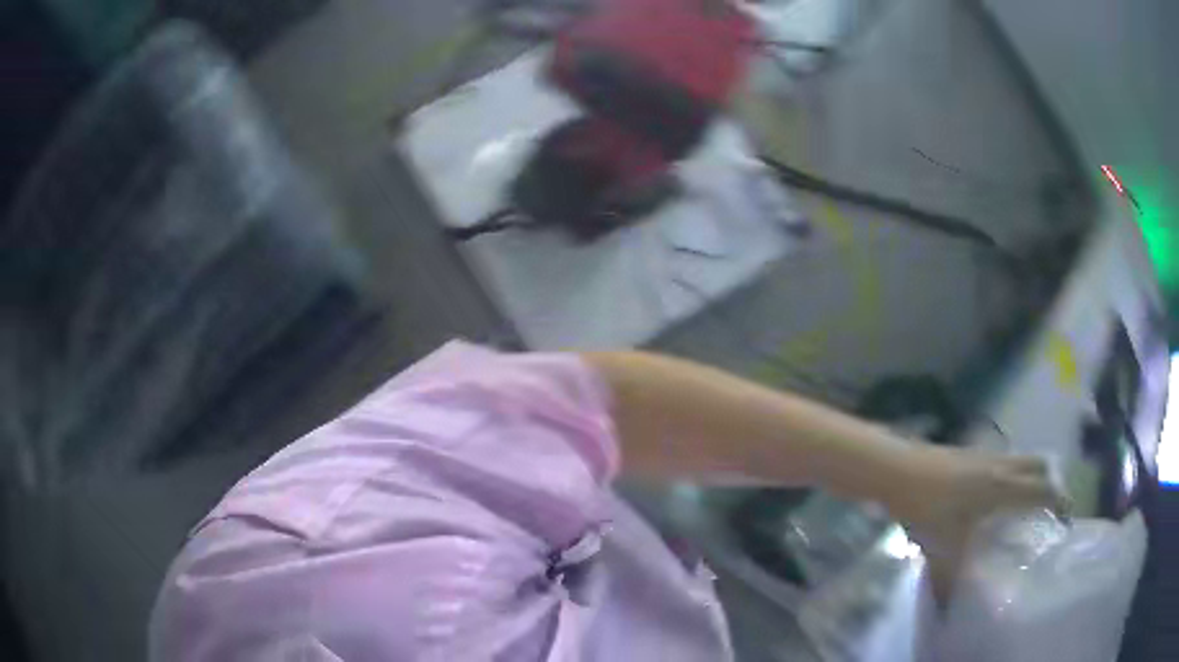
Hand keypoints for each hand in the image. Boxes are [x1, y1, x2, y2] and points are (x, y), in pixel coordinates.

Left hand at [885, 445, 1065, 602]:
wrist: (899, 470)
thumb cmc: (928, 509)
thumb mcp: (942, 551)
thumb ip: (948, 583)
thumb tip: (949, 612)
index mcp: (1003, 488)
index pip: (1043, 489)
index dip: (1059, 500)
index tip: (1067, 516)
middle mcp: (1002, 466)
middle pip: (1040, 464)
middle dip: (1052, 482)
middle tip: (1051, 507)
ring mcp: (987, 455)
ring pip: (1023, 459)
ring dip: (1033, 475)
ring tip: (1029, 503)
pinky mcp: (973, 453)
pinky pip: (1005, 460)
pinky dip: (1014, 473)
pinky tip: (999, 496)